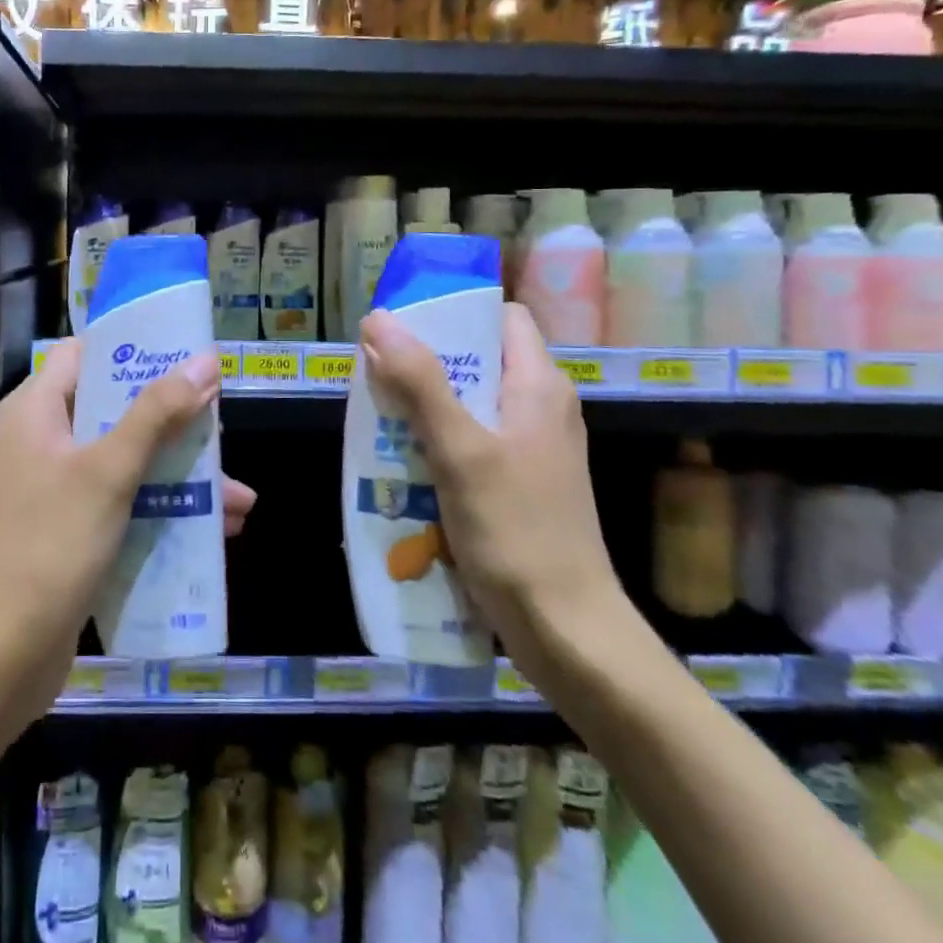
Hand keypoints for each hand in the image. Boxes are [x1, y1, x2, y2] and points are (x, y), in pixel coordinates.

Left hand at [0, 340, 255, 720]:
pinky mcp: (74, 525)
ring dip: (181, 471)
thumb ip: (157, 413)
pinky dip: (165, 505)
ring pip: (128, 457)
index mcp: (35, 410)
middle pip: (116, 406)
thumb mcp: (109, 471)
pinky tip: (217, 528)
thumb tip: (204, 361)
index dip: (137, 348)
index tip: (188, 353)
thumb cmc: (50, 545)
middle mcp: (43, 439)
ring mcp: (58, 485)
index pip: (87, 354)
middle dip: (174, 419)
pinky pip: (126, 498)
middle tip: (221, 425)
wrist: (2, 653)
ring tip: (238, 495)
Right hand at [358, 301, 623, 681]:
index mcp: (538, 385)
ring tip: (379, 417)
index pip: (500, 317)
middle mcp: (540, 408)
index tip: (402, 325)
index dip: (453, 312)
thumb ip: (420, 381)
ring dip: (425, 406)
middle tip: (376, 375)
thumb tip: (379, 319)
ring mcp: (532, 449)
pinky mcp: (519, 483)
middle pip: (478, 359)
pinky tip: (404, 463)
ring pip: (470, 403)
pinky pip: (471, 442)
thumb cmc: (516, 530)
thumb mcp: (460, 449)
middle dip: (425, 362)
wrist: (566, 630)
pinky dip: (437, 442)